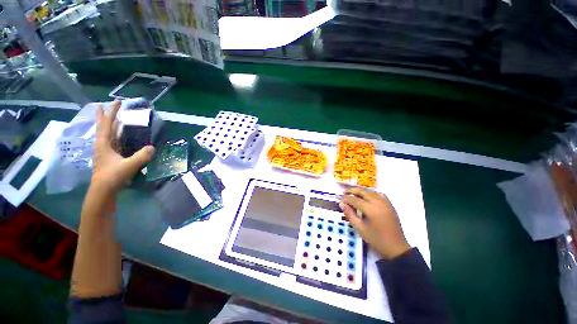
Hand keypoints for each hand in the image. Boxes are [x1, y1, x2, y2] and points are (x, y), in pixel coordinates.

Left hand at [91, 101, 154, 194]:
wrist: (103, 191)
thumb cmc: (112, 177)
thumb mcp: (128, 166)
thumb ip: (141, 157)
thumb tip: (152, 147)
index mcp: (104, 144)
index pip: (107, 125)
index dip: (112, 113)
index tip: (116, 102)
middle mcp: (102, 146)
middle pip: (103, 127)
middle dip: (105, 116)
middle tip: (106, 105)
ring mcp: (105, 152)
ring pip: (107, 135)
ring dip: (110, 125)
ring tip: (114, 119)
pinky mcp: (109, 158)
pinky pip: (112, 142)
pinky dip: (115, 135)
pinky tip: (119, 136)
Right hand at [340, 188, 410, 259]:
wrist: (396, 248)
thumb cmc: (376, 239)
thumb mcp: (360, 228)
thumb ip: (349, 214)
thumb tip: (341, 204)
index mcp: (370, 209)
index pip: (354, 199)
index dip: (346, 199)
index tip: (340, 200)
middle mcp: (378, 202)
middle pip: (362, 192)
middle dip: (352, 191)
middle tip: (344, 193)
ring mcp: (385, 203)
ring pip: (370, 191)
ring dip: (360, 191)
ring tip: (353, 193)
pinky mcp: (389, 205)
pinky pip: (379, 194)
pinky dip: (371, 193)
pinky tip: (367, 196)